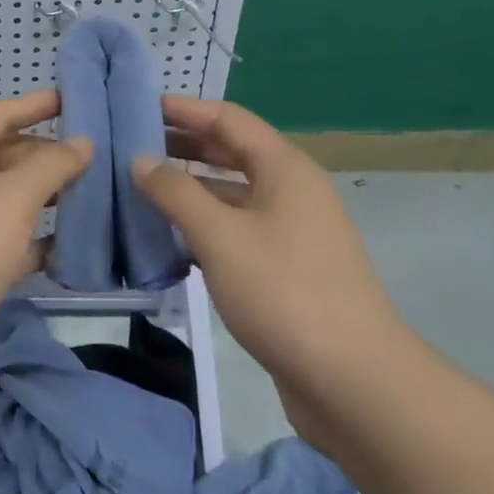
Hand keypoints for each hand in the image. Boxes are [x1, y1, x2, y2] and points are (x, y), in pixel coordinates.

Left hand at [0, 91, 90, 399]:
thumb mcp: (11, 196)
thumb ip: (51, 165)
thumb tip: (82, 143)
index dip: (35, 105)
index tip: (75, 98)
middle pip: (4, 157)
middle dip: (47, 155)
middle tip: (97, 153)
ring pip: (9, 201)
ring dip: (47, 198)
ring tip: (96, 192)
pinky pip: (11, 242)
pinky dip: (39, 241)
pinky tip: (75, 244)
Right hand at [131, 97, 412, 442]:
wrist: (358, 386)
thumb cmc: (286, 293)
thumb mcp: (219, 236)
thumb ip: (175, 192)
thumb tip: (140, 159)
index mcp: (284, 168)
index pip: (228, 119)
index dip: (185, 109)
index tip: (141, 107)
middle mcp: (292, 191)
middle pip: (232, 152)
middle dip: (185, 145)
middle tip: (135, 145)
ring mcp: (294, 232)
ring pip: (234, 194)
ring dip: (192, 187)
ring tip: (144, 187)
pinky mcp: (289, 270)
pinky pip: (239, 230)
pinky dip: (206, 225)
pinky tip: (172, 238)